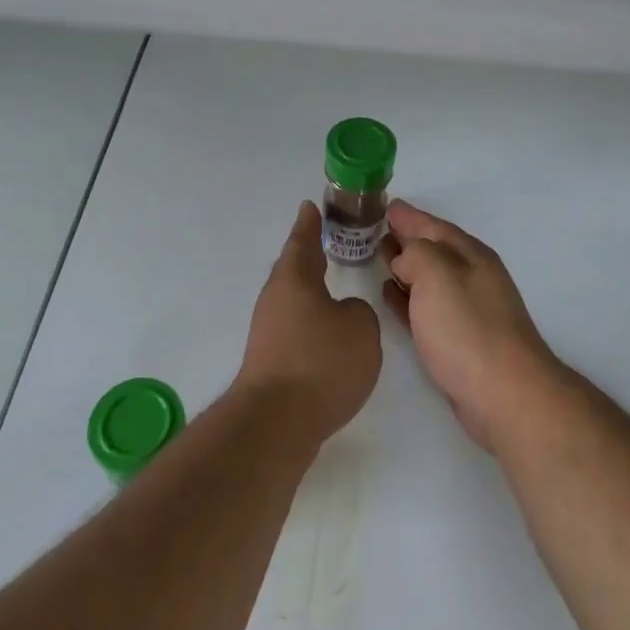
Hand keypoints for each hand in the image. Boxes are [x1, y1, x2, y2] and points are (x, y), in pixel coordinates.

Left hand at [237, 201, 382, 444]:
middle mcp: (275, 300)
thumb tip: (343, 316)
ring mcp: (268, 332)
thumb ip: (360, 312)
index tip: (309, 206)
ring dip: (312, 294)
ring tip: (334, 291)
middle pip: (294, 270)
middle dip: (310, 257)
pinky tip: (328, 337)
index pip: (303, 241)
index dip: (309, 224)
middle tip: (326, 244)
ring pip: (294, 302)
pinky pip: (295, 330)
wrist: (277, 422)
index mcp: (294, 279)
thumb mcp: (361, 327)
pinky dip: (312, 325)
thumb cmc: (321, 361)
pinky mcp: (270, 362)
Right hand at [382, 201, 562, 452]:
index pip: (433, 226)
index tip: (384, 205)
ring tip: (377, 257)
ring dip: (404, 266)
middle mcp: (471, 277)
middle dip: (405, 238)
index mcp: (470, 256)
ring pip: (427, 278)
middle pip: (432, 250)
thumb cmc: (468, 329)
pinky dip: (406, 297)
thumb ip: (416, 254)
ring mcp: (466, 310)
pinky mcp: (457, 341)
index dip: (408, 216)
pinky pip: (424, 307)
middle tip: (373, 229)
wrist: (504, 394)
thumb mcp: (437, 275)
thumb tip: (404, 259)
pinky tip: (388, 295)